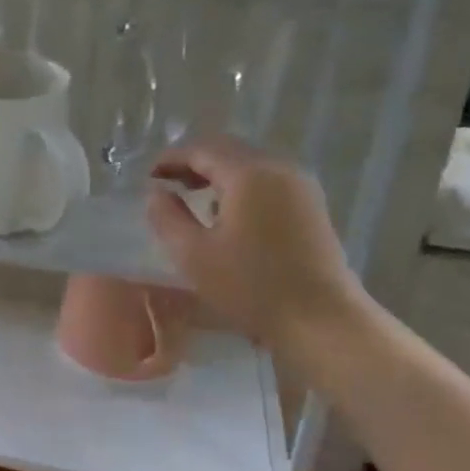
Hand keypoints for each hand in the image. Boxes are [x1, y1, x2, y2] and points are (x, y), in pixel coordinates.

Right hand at [147, 136, 364, 351]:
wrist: (322, 320)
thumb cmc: (251, 286)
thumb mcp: (193, 255)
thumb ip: (167, 217)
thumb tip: (156, 193)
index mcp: (248, 173)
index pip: (201, 149)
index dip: (170, 158)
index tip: (148, 177)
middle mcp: (278, 168)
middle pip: (228, 150)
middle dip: (193, 162)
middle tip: (166, 183)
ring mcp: (300, 185)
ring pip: (249, 163)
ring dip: (218, 172)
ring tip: (193, 196)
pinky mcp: (311, 205)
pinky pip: (267, 179)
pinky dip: (241, 184)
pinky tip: (227, 212)